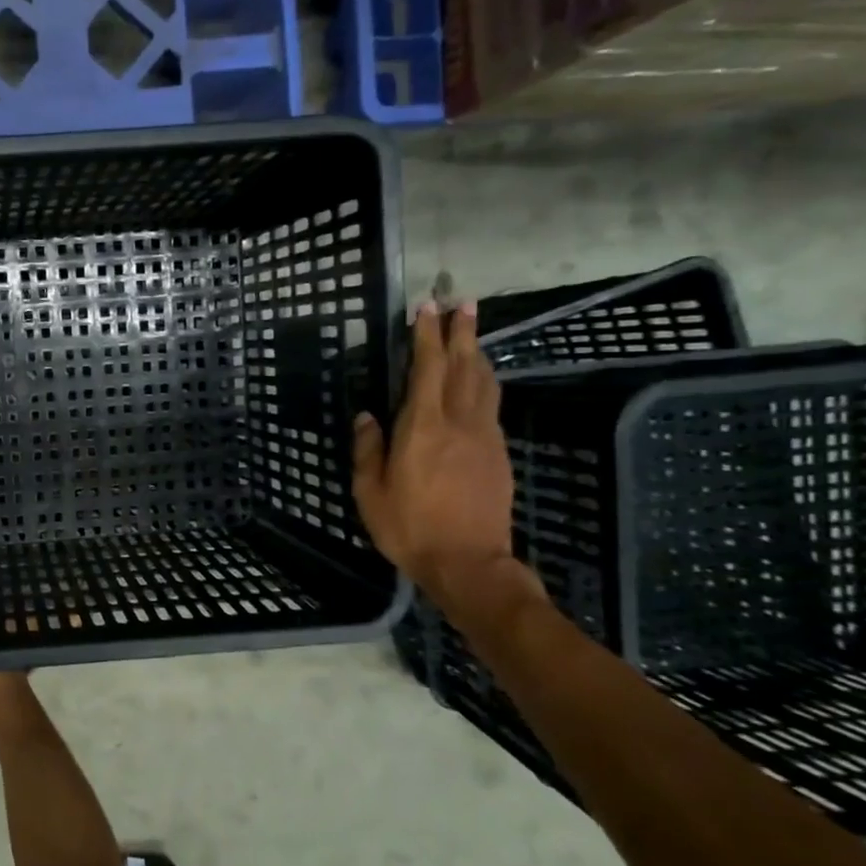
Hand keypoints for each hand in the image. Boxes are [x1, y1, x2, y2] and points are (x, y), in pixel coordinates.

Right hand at [352, 300, 536, 613]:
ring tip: (471, 334)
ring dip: (477, 353)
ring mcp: (484, 437)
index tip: (426, 308)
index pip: (428, 369)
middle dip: (462, 332)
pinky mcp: (498, 454)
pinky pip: (490, 405)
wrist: (469, 563)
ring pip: (484, 383)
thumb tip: (367, 417)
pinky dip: (484, 382)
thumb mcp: (370, 491)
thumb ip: (368, 449)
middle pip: (464, 366)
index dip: (427, 336)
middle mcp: (459, 422)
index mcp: (423, 427)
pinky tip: (479, 382)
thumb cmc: (409, 527)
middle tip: (462, 302)